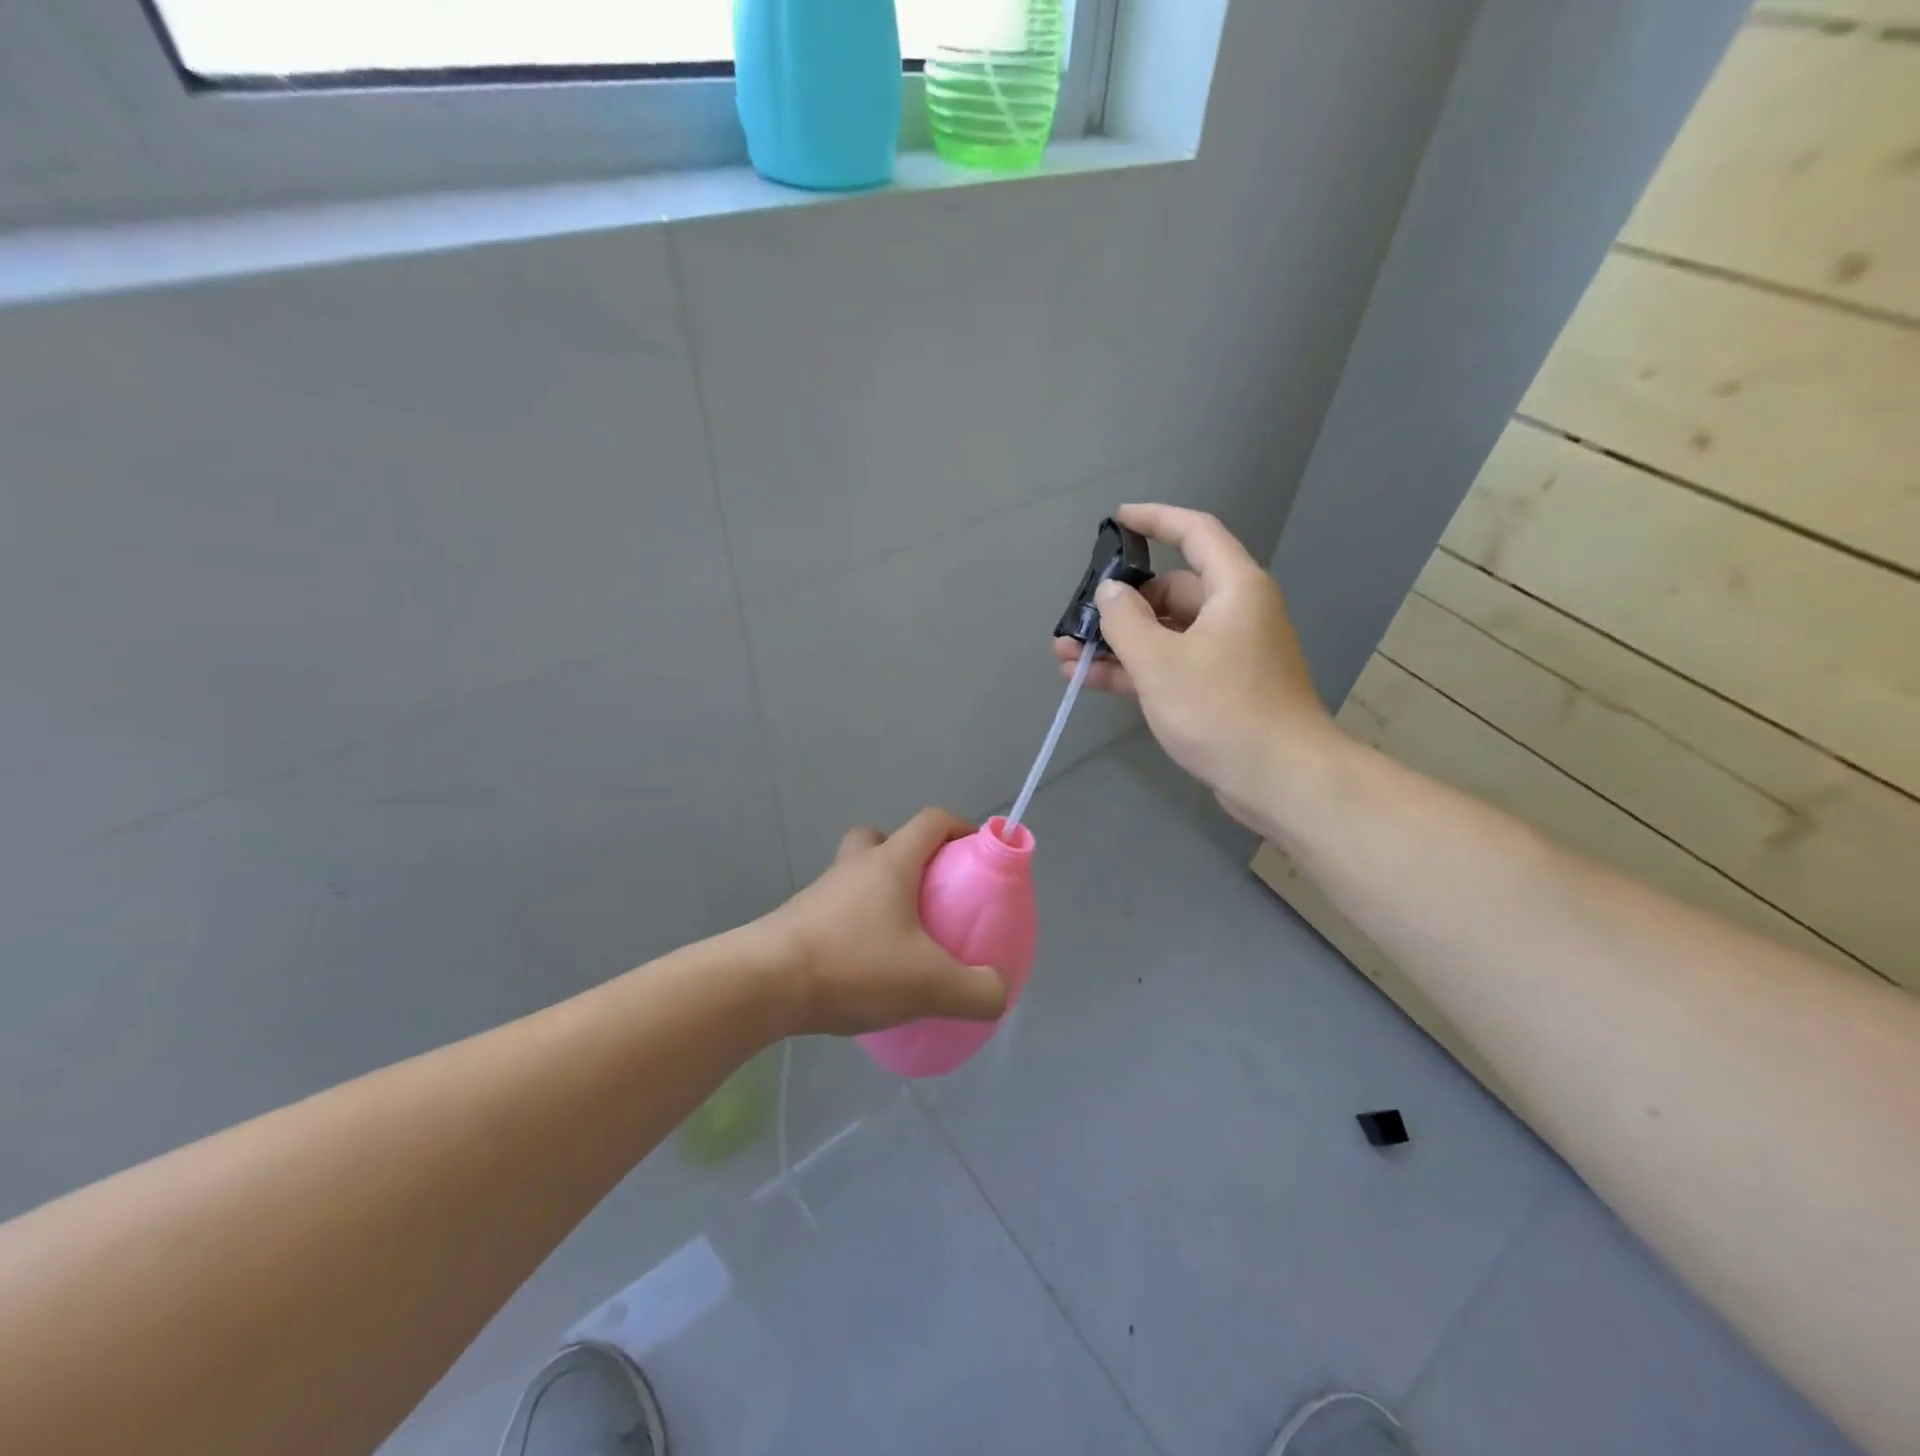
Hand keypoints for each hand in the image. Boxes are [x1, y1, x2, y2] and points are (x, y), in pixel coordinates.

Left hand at [759, 808, 1009, 1036]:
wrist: (762, 985)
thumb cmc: (853, 965)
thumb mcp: (929, 985)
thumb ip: (976, 991)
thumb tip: (998, 991)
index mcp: (890, 863)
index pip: (931, 821)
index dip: (960, 828)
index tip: (978, 854)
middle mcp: (854, 867)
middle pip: (883, 839)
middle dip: (910, 858)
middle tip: (930, 895)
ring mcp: (821, 893)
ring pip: (856, 875)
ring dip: (879, 895)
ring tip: (901, 942)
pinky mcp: (798, 921)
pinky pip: (837, 910)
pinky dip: (856, 926)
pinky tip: (866, 969)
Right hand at [1052, 503, 1339, 835]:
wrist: (1279, 778)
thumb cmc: (1221, 708)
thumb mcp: (1161, 661)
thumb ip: (1125, 621)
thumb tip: (1110, 592)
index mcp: (1234, 589)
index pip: (1195, 533)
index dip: (1155, 519)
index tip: (1117, 520)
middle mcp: (1234, 613)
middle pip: (1171, 591)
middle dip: (1120, 605)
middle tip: (1077, 620)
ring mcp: (1226, 653)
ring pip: (1164, 633)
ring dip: (1118, 642)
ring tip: (1066, 654)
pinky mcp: (1218, 689)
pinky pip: (1170, 665)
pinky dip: (1134, 669)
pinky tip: (1087, 678)